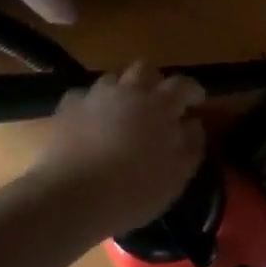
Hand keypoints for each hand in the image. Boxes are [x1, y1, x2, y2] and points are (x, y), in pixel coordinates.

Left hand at [34, 62, 206, 232]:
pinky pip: (82, 97)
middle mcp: (128, 92)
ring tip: (122, 113)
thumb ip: (191, 146)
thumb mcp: (176, 177)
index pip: (182, 85)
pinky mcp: (67, 108)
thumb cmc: (132, 191)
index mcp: (159, 106)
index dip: (193, 90)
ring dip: (122, 90)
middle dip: (155, 81)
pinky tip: (89, 123)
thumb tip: (193, 125)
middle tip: (158, 103)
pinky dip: (90, 106)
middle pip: (145, 69)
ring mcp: (95, 96)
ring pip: (112, 78)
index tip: (197, 102)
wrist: (71, 197)